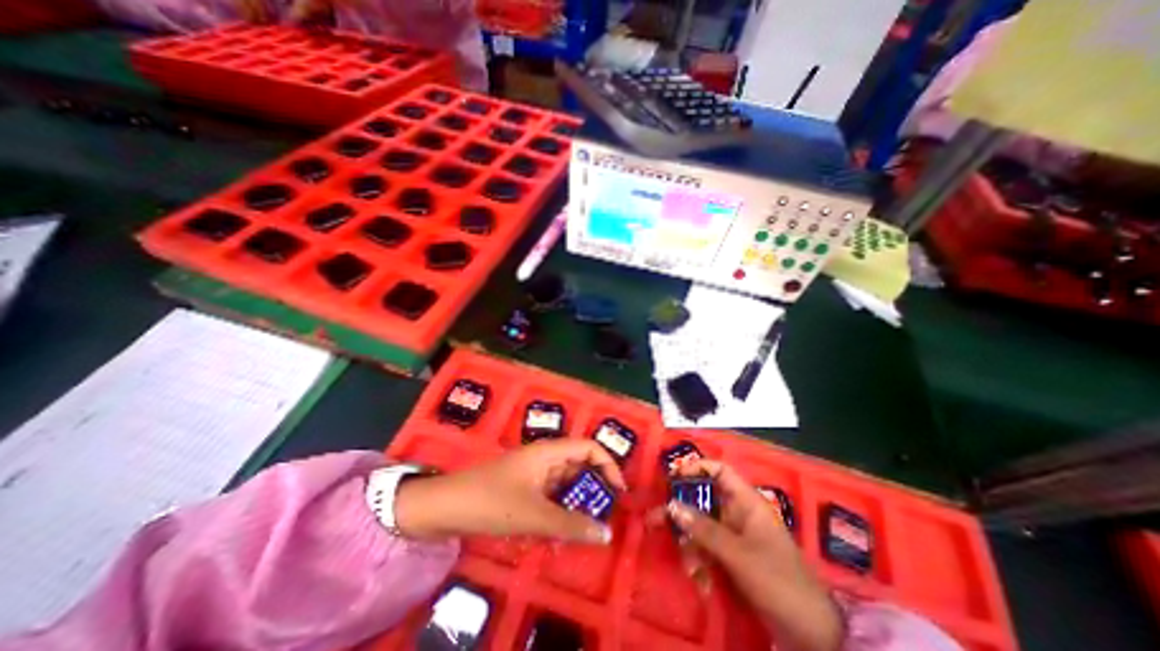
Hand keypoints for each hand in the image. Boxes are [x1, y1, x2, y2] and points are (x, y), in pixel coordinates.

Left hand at [393, 442, 629, 544]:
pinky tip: (556, 536)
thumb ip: (571, 525)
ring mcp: (533, 473)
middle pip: (579, 466)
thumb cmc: (491, 501)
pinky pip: (549, 498)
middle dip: (592, 491)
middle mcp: (545, 458)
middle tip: (602, 518)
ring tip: (580, 532)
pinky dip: (557, 514)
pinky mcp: (523, 488)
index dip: (608, 465)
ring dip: (574, 506)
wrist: (444, 507)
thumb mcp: (534, 515)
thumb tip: (607, 533)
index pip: (589, 448)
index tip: (618, 493)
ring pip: (564, 485)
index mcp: (550, 452)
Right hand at [661, 457, 843, 650]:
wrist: (811, 635)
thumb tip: (671, 506)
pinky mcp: (731, 557)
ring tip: (691, 571)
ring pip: (700, 527)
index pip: (719, 470)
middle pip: (702, 500)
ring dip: (690, 546)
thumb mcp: (738, 554)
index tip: (672, 476)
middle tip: (655, 520)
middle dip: (681, 513)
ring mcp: (733, 536)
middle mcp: (737, 513)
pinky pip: (706, 549)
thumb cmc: (778, 581)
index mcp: (746, 502)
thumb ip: (703, 529)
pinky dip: (700, 563)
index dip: (696, 468)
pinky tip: (701, 583)